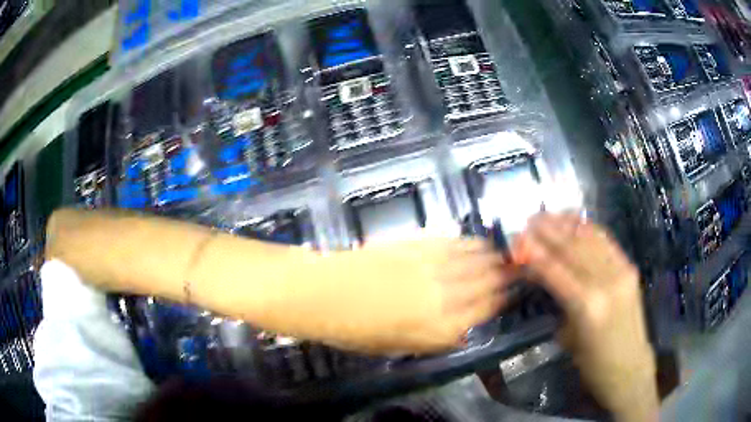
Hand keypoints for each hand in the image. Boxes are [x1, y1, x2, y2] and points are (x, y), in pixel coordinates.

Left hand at [255, 237, 518, 354]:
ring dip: (492, 257)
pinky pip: (455, 243)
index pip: (486, 310)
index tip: (509, 293)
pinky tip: (477, 243)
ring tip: (501, 256)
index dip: (501, 300)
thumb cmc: (355, 329)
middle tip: (512, 271)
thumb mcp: (398, 346)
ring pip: (476, 259)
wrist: (324, 293)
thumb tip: (461, 328)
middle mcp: (447, 296)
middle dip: (503, 276)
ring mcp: (434, 267)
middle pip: (487, 282)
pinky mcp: (419, 245)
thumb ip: (435, 337)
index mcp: (442, 328)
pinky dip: (470, 243)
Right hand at [514, 213, 657, 420]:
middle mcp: (606, 282)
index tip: (517, 239)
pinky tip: (575, 222)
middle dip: (547, 231)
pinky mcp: (629, 267)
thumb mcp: (568, 336)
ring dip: (566, 224)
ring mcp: (621, 271)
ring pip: (590, 238)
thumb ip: (557, 300)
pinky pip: (606, 241)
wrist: (630, 365)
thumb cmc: (593, 363)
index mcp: (587, 306)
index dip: (534, 252)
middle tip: (528, 221)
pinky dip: (588, 228)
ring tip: (547, 215)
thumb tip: (539, 274)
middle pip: (572, 247)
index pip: (555, 270)